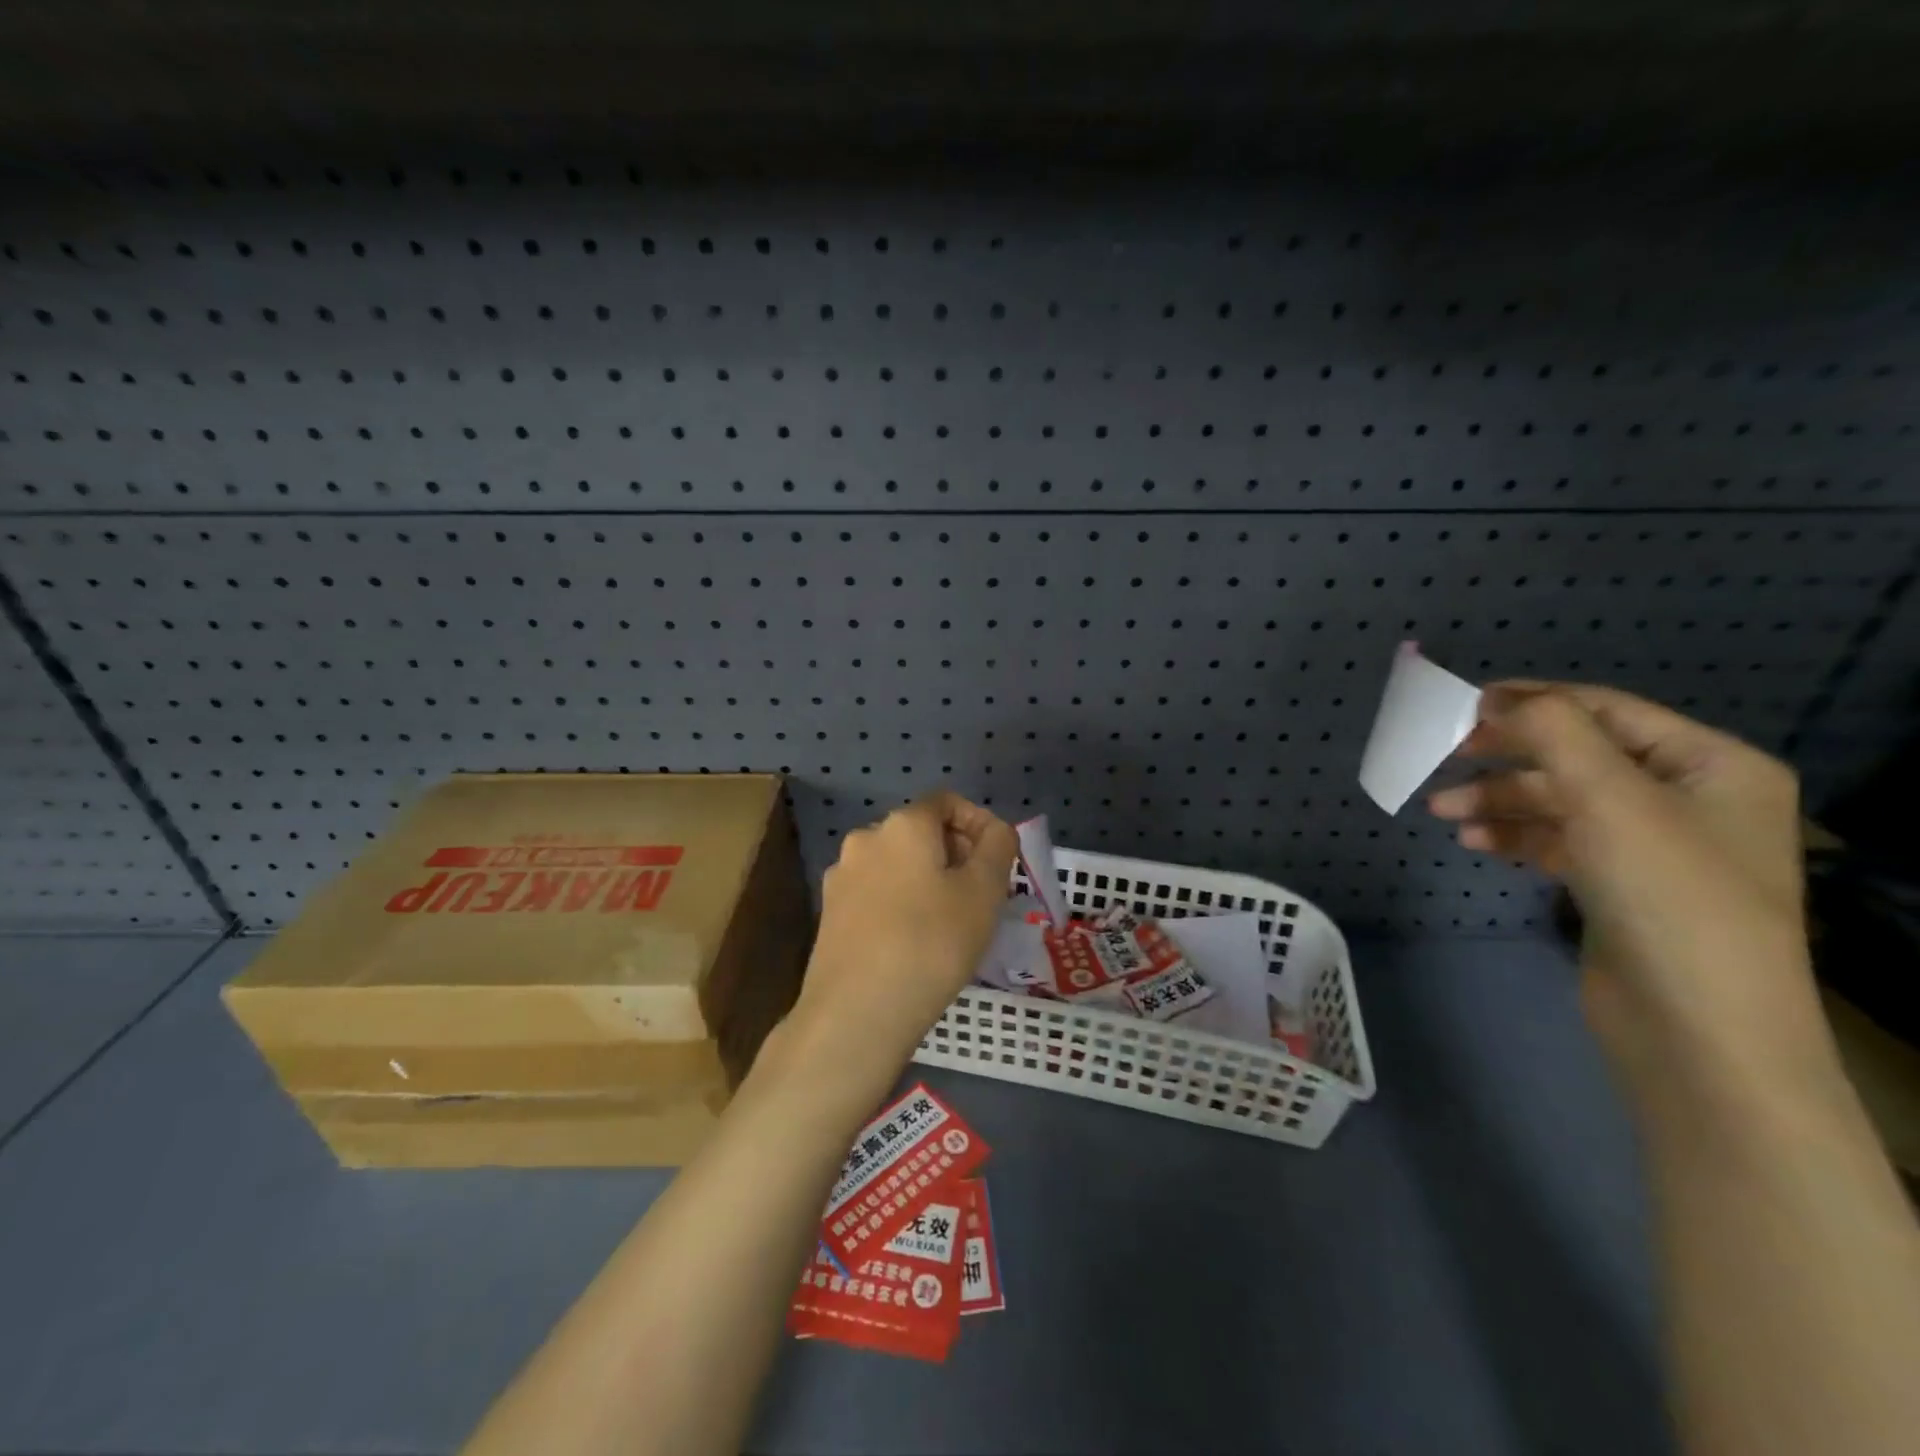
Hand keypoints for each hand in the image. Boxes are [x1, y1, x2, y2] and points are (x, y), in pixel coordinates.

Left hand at [785, 792, 1016, 1089]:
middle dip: (955, 855)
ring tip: (950, 924)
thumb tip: (994, 830)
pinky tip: (915, 943)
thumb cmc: (931, 943)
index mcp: (902, 825)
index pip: (947, 802)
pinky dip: (902, 904)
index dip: (979, 823)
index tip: (998, 863)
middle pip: (921, 832)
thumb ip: (998, 847)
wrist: (855, 1013)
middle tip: (981, 897)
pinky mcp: (830, 914)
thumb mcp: (984, 892)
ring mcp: (841, 877)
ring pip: (898, 865)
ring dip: (928, 881)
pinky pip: (877, 894)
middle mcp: (865, 839)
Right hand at [1429, 683, 1832, 1092]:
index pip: (1607, 711)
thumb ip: (1553, 733)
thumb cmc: (1666, 895)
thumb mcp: (1609, 797)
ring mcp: (1653, 846)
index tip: (1463, 705)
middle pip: (1577, 757)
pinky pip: (1557, 841)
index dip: (1534, 701)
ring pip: (1560, 801)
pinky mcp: (1620, 885)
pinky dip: (1514, 836)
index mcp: (1712, 765)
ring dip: (1500, 801)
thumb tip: (1499, 698)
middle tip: (1445, 758)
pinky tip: (1474, 842)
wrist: (1697, 1028)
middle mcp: (1688, 798)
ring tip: (1442, 811)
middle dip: (1507, 759)